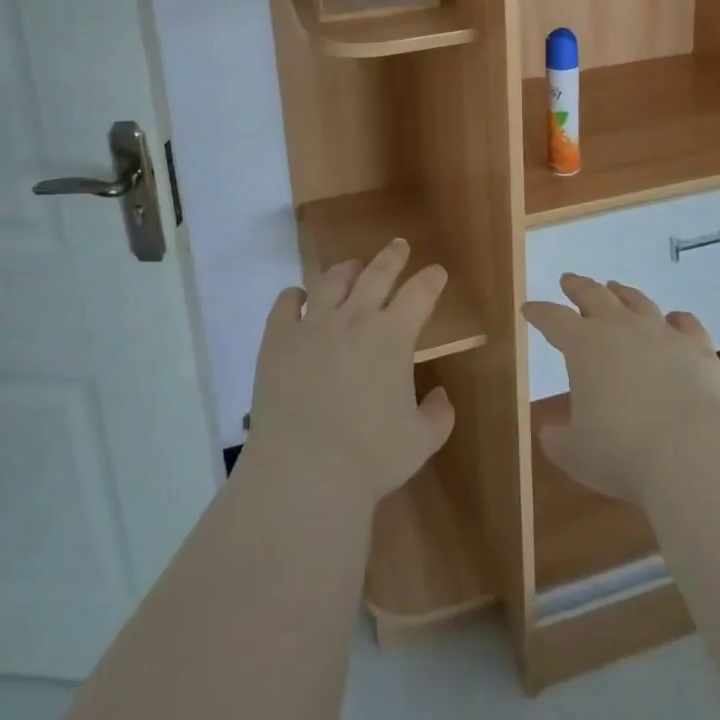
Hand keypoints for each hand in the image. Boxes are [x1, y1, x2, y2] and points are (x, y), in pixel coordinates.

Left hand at [246, 238, 455, 508]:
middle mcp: (354, 317)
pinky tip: (299, 297)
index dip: (431, 279)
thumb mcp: (420, 442)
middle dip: (393, 256)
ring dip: (348, 270)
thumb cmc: (368, 459)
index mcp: (393, 335)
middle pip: (378, 272)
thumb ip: (438, 415)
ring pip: (333, 280)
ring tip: (353, 268)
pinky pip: (286, 303)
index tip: (437, 272)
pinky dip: (295, 296)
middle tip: (400, 246)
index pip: (420, 293)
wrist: (303, 472)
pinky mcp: (278, 338)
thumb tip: (441, 394)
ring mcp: (313, 323)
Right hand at [523, 275, 719, 502]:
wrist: (694, 454)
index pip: (553, 319)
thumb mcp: (576, 454)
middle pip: (594, 295)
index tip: (528, 308)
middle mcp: (621, 328)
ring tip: (615, 288)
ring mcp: (662, 334)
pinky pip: (686, 324)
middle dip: (578, 287)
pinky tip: (675, 319)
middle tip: (569, 281)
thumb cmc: (624, 453)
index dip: (539, 313)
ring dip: (623, 294)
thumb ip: (558, 439)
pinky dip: (678, 319)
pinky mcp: (698, 349)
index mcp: (584, 346)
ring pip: (638, 302)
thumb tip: (550, 432)